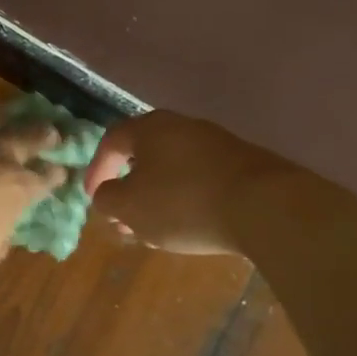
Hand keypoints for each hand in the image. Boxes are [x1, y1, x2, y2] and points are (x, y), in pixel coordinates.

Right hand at [82, 110, 296, 255]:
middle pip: (145, 154)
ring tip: (152, 229)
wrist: (264, 206)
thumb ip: (107, 198)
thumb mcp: (129, 206)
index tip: (91, 197)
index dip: (96, 170)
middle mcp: (183, 126)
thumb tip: (107, 193)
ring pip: (174, 169)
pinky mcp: (244, 165)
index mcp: (151, 128)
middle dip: (129, 188)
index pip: (111, 141)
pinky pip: (201, 180)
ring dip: (157, 197)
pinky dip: (186, 200)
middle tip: (121, 217)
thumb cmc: (183, 202)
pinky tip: (189, 227)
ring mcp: (217, 144)